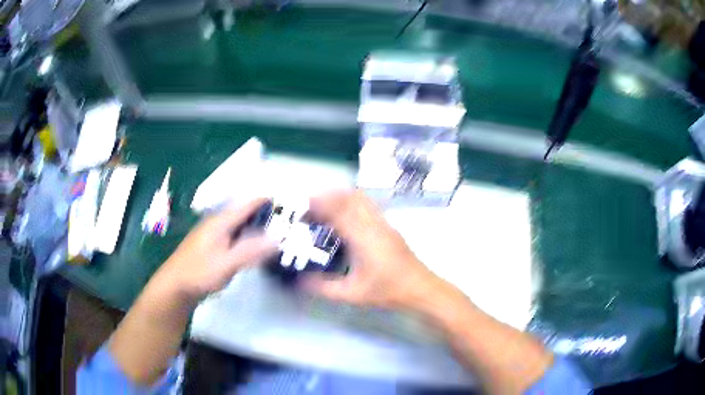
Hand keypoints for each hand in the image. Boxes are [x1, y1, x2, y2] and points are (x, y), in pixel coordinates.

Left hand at [155, 198, 277, 301]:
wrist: (176, 285)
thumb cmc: (200, 272)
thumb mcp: (227, 263)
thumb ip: (251, 250)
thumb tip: (278, 238)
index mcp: (221, 221)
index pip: (248, 204)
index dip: (268, 202)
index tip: (289, 206)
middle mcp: (218, 223)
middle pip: (246, 214)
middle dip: (266, 217)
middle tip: (289, 226)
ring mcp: (215, 235)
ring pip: (241, 226)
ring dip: (258, 229)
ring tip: (278, 236)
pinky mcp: (214, 246)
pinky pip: (236, 237)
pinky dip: (249, 239)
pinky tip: (257, 249)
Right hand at [304, 191, 436, 308]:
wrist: (420, 288)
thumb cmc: (388, 291)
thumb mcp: (352, 294)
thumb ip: (324, 288)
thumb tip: (300, 281)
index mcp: (364, 238)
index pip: (339, 210)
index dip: (319, 205)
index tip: (302, 209)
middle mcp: (374, 224)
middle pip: (350, 196)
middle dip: (327, 197)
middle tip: (309, 208)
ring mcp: (384, 223)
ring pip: (361, 197)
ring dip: (340, 198)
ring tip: (324, 210)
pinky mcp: (389, 226)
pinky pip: (368, 205)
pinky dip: (352, 203)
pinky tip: (344, 219)